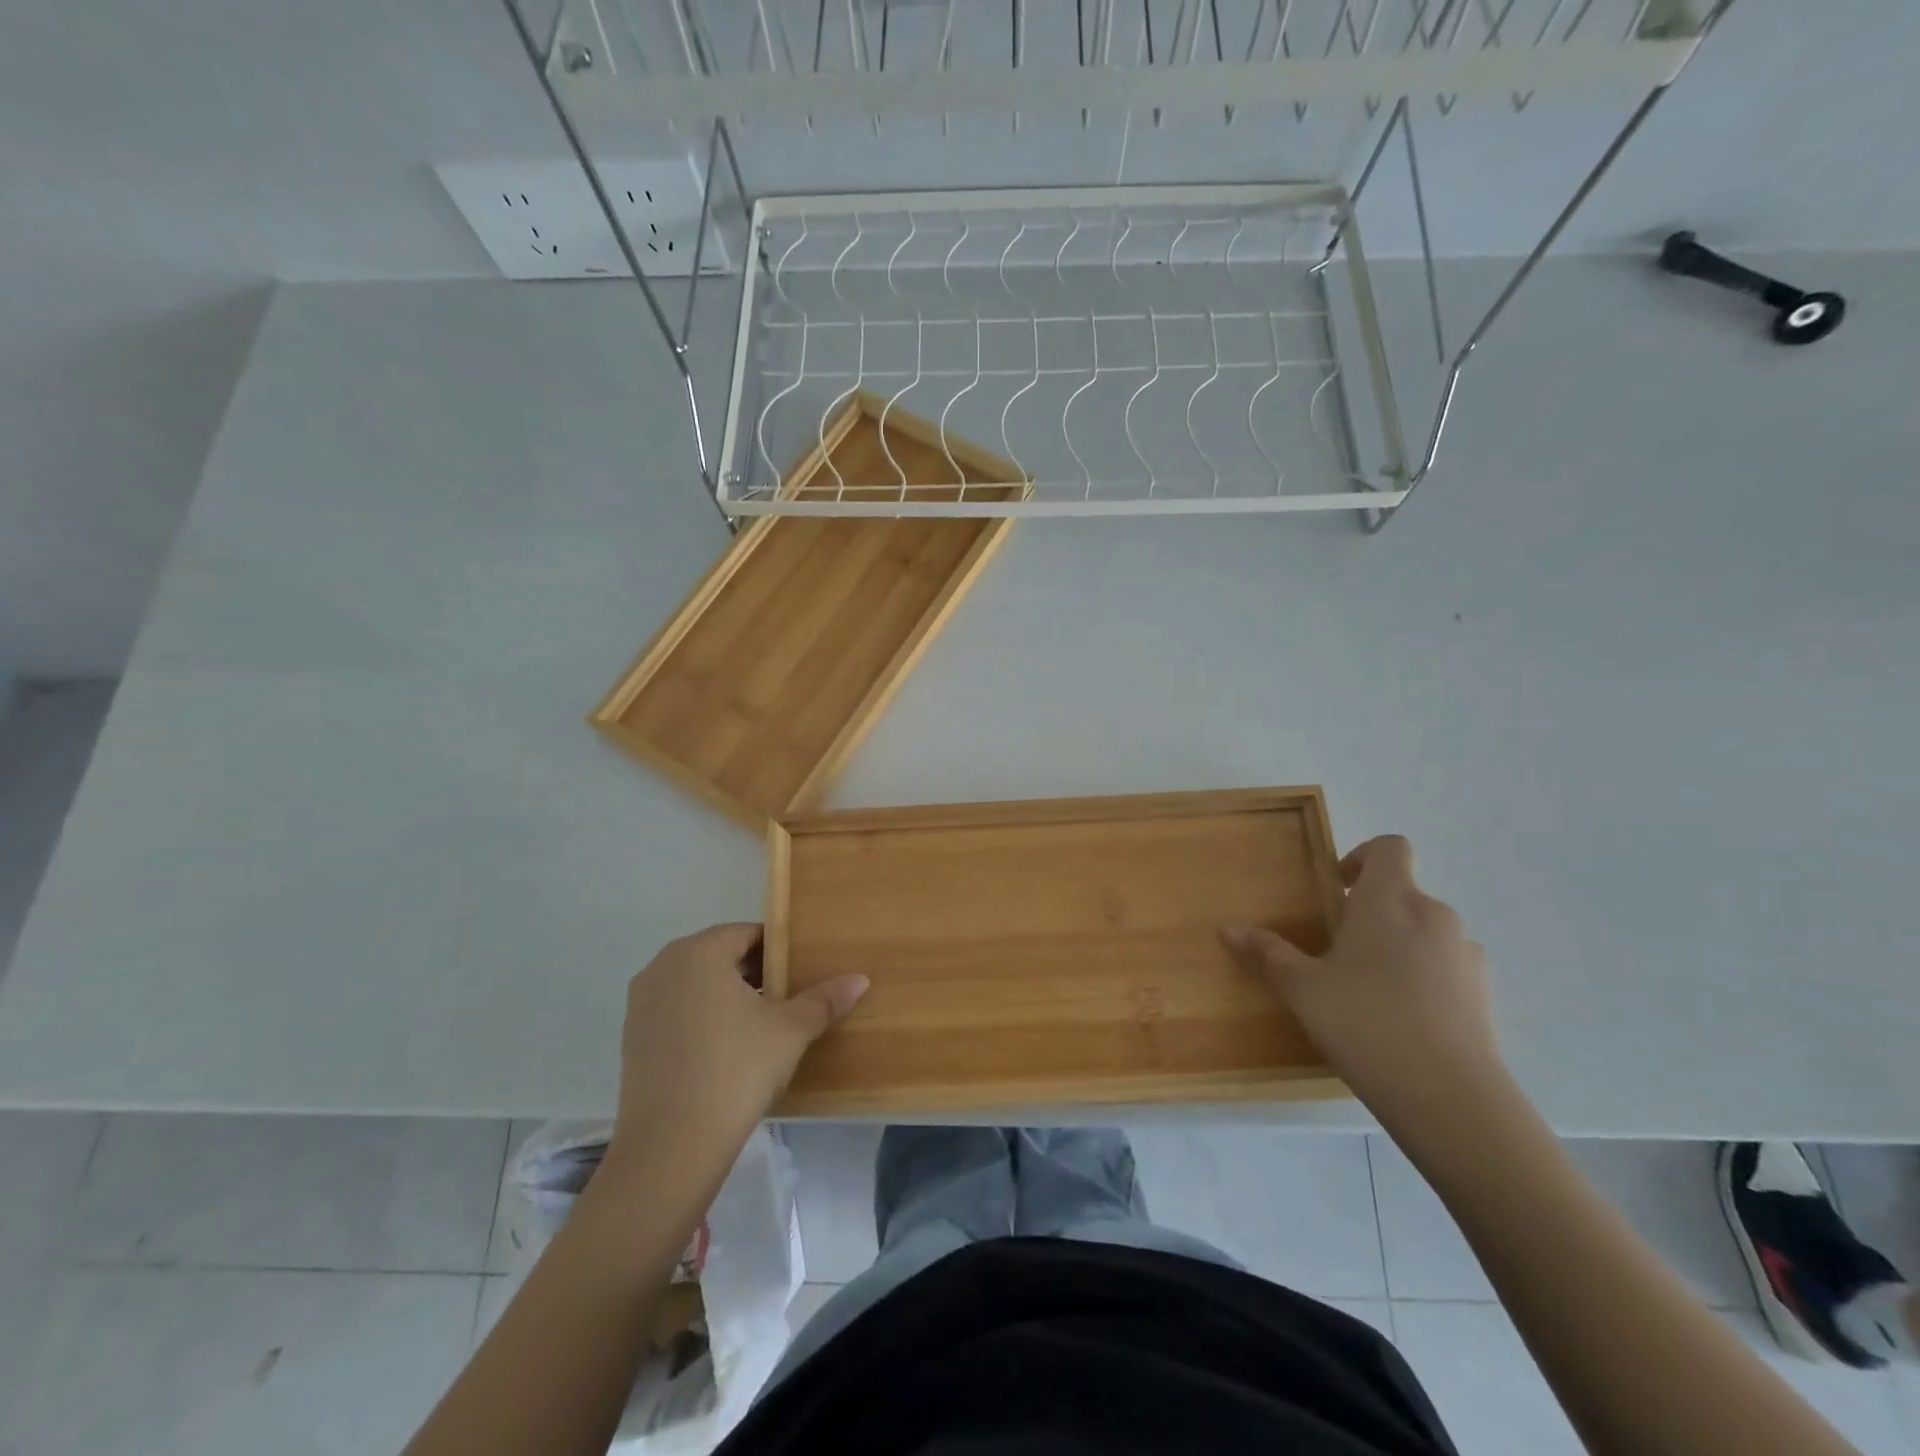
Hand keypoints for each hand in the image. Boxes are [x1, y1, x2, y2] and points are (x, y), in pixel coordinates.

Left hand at [604, 923, 867, 1183]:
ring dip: (728, 997)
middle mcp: (663, 966)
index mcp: (699, 951)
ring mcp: (641, 1003)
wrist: (670, 1147)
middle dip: (755, 974)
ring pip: (697, 985)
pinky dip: (702, 1020)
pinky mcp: (631, 1038)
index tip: (801, 975)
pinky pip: (677, 1012)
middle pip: (720, 956)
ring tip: (761, 1027)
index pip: (747, 934)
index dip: (779, 952)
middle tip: (787, 1001)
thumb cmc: (736, 1069)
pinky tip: (727, 1052)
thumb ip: (824, 1000)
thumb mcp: (790, 1031)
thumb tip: (861, 979)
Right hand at [1222, 836, 1501, 1132]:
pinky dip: (1426, 980)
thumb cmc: (1365, 1022)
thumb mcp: (1302, 988)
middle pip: (1404, 892)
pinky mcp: (1486, 995)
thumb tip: (1228, 928)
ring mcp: (1466, 955)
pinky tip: (1404, 1020)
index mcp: (1389, 900)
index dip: (1362, 857)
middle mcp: (1434, 916)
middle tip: (1339, 951)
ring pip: (1427, 933)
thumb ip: (1267, 953)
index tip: (1337, 889)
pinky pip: (1448, 969)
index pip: (1390, 847)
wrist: (1451, 1098)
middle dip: (1372, 912)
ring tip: (1371, 990)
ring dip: (1400, 946)